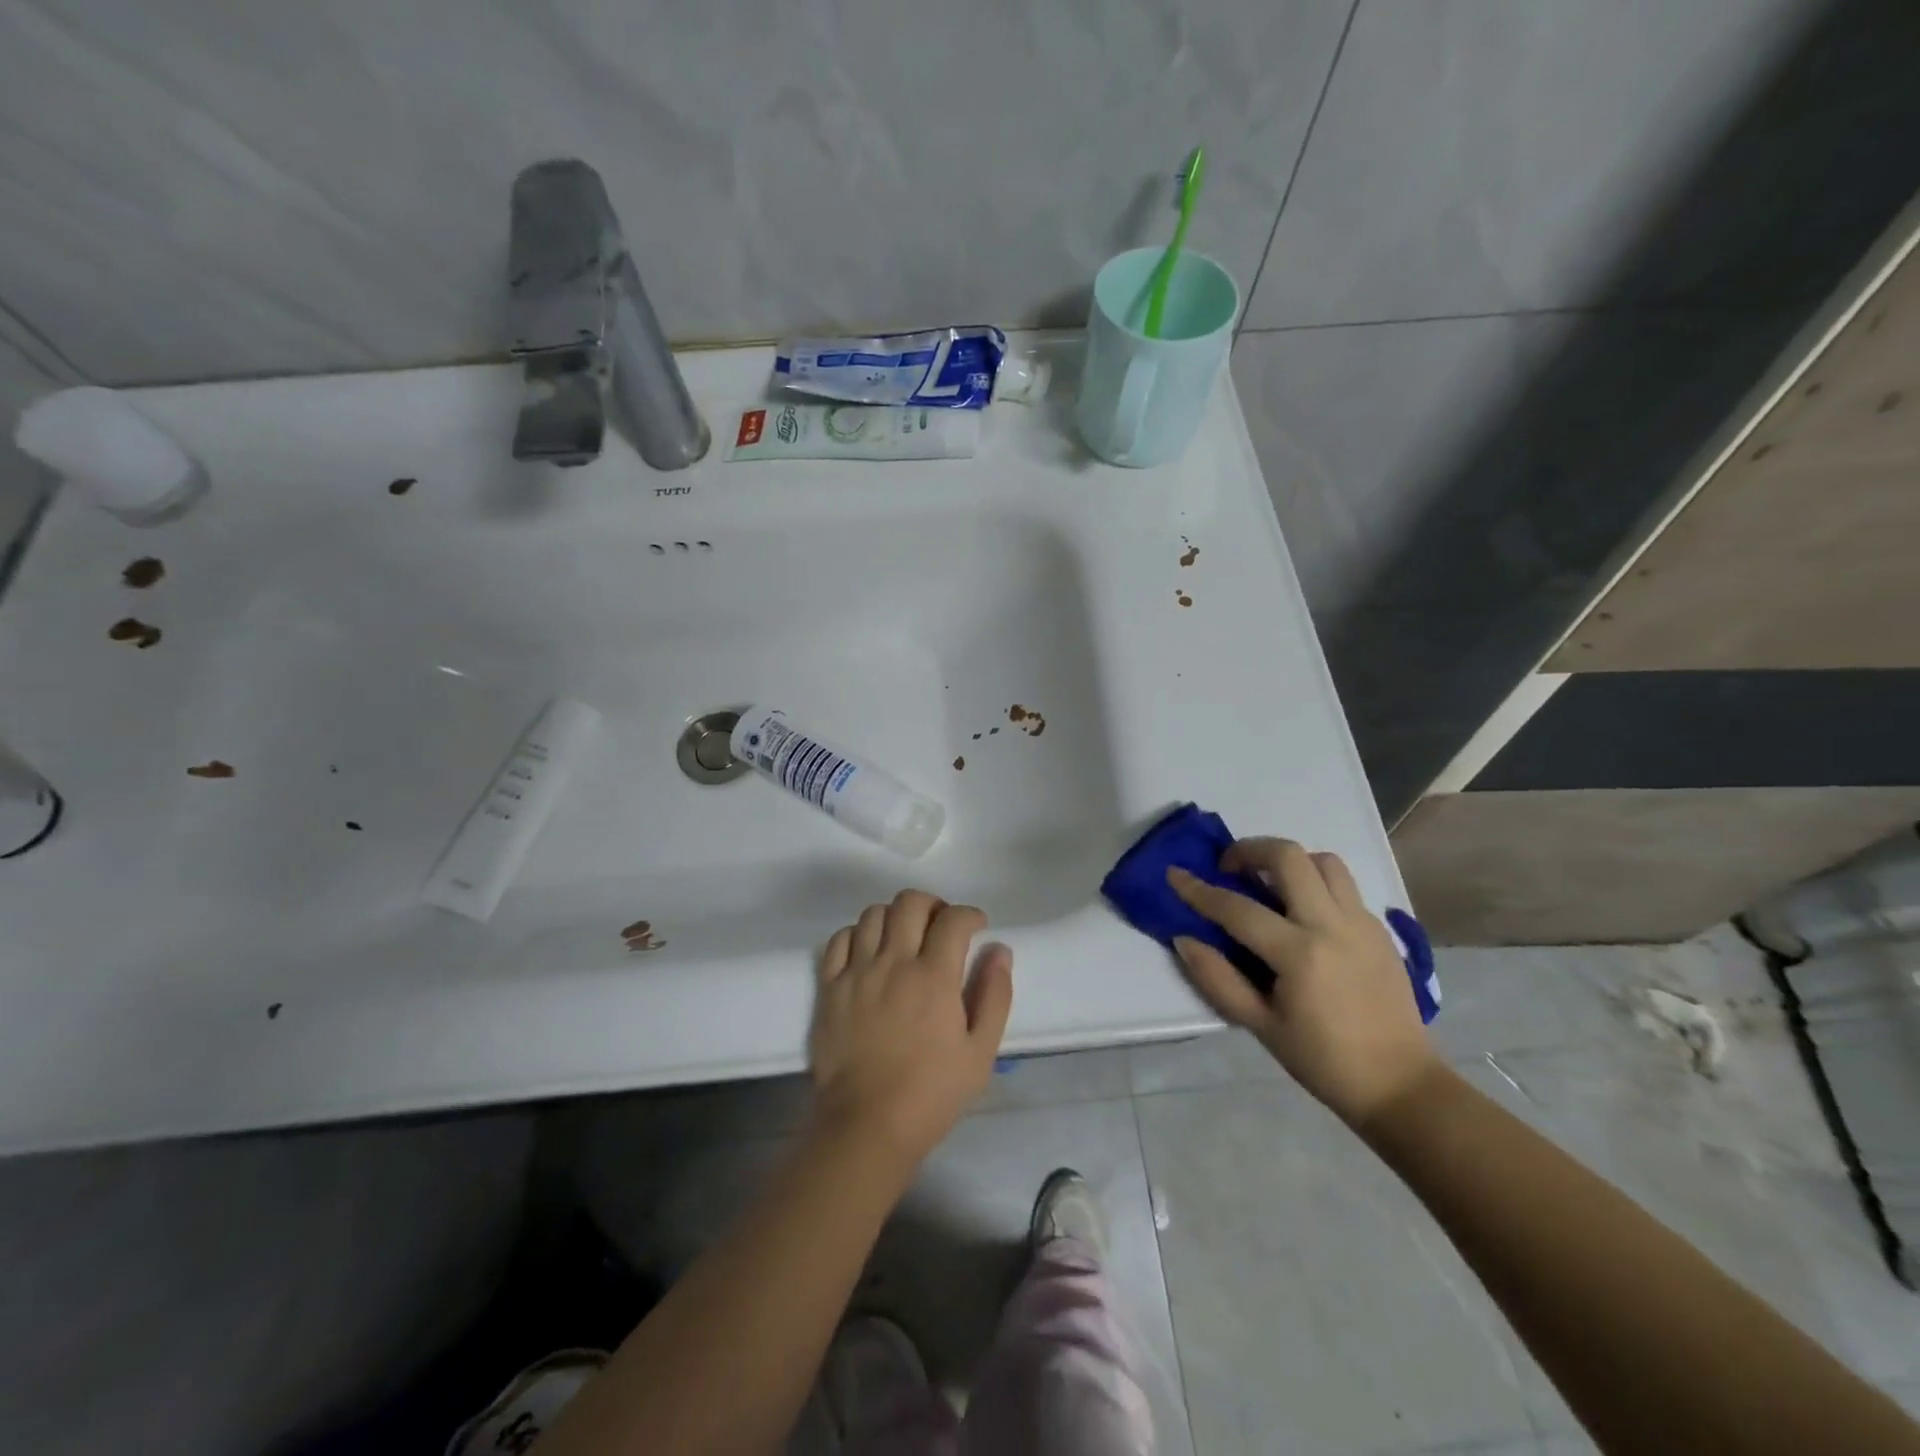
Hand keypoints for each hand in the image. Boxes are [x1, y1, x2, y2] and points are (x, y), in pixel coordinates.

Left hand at [810, 891, 1013, 1164]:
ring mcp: (857, 972)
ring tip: (905, 937)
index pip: (953, 919)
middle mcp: (894, 963)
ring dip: (895, 916)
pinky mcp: (830, 987)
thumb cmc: (931, 1093)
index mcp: (934, 976)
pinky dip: (858, 934)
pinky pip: (840, 939)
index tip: (976, 926)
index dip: (970, 914)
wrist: (866, 1125)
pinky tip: (870, 951)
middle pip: (910, 902)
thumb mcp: (980, 1052)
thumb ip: (994, 996)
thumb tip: (999, 951)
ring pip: (873, 914)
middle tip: (941, 925)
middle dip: (933, 904)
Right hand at [1168, 839, 1439, 1128]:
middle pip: (1288, 857)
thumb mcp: (1260, 1026)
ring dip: (1289, 862)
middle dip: (1249, 850)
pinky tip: (1304, 914)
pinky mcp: (1380, 929)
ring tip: (1270, 885)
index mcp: (1299, 954)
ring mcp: (1362, 923)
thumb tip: (1185, 939)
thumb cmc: (1323, 1060)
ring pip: (1323, 861)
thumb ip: (1217, 979)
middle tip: (1230, 868)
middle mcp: (1332, 925)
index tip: (1174, 874)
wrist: (1400, 1084)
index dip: (1199, 889)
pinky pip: (1344, 887)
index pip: (1237, 908)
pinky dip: (1316, 884)